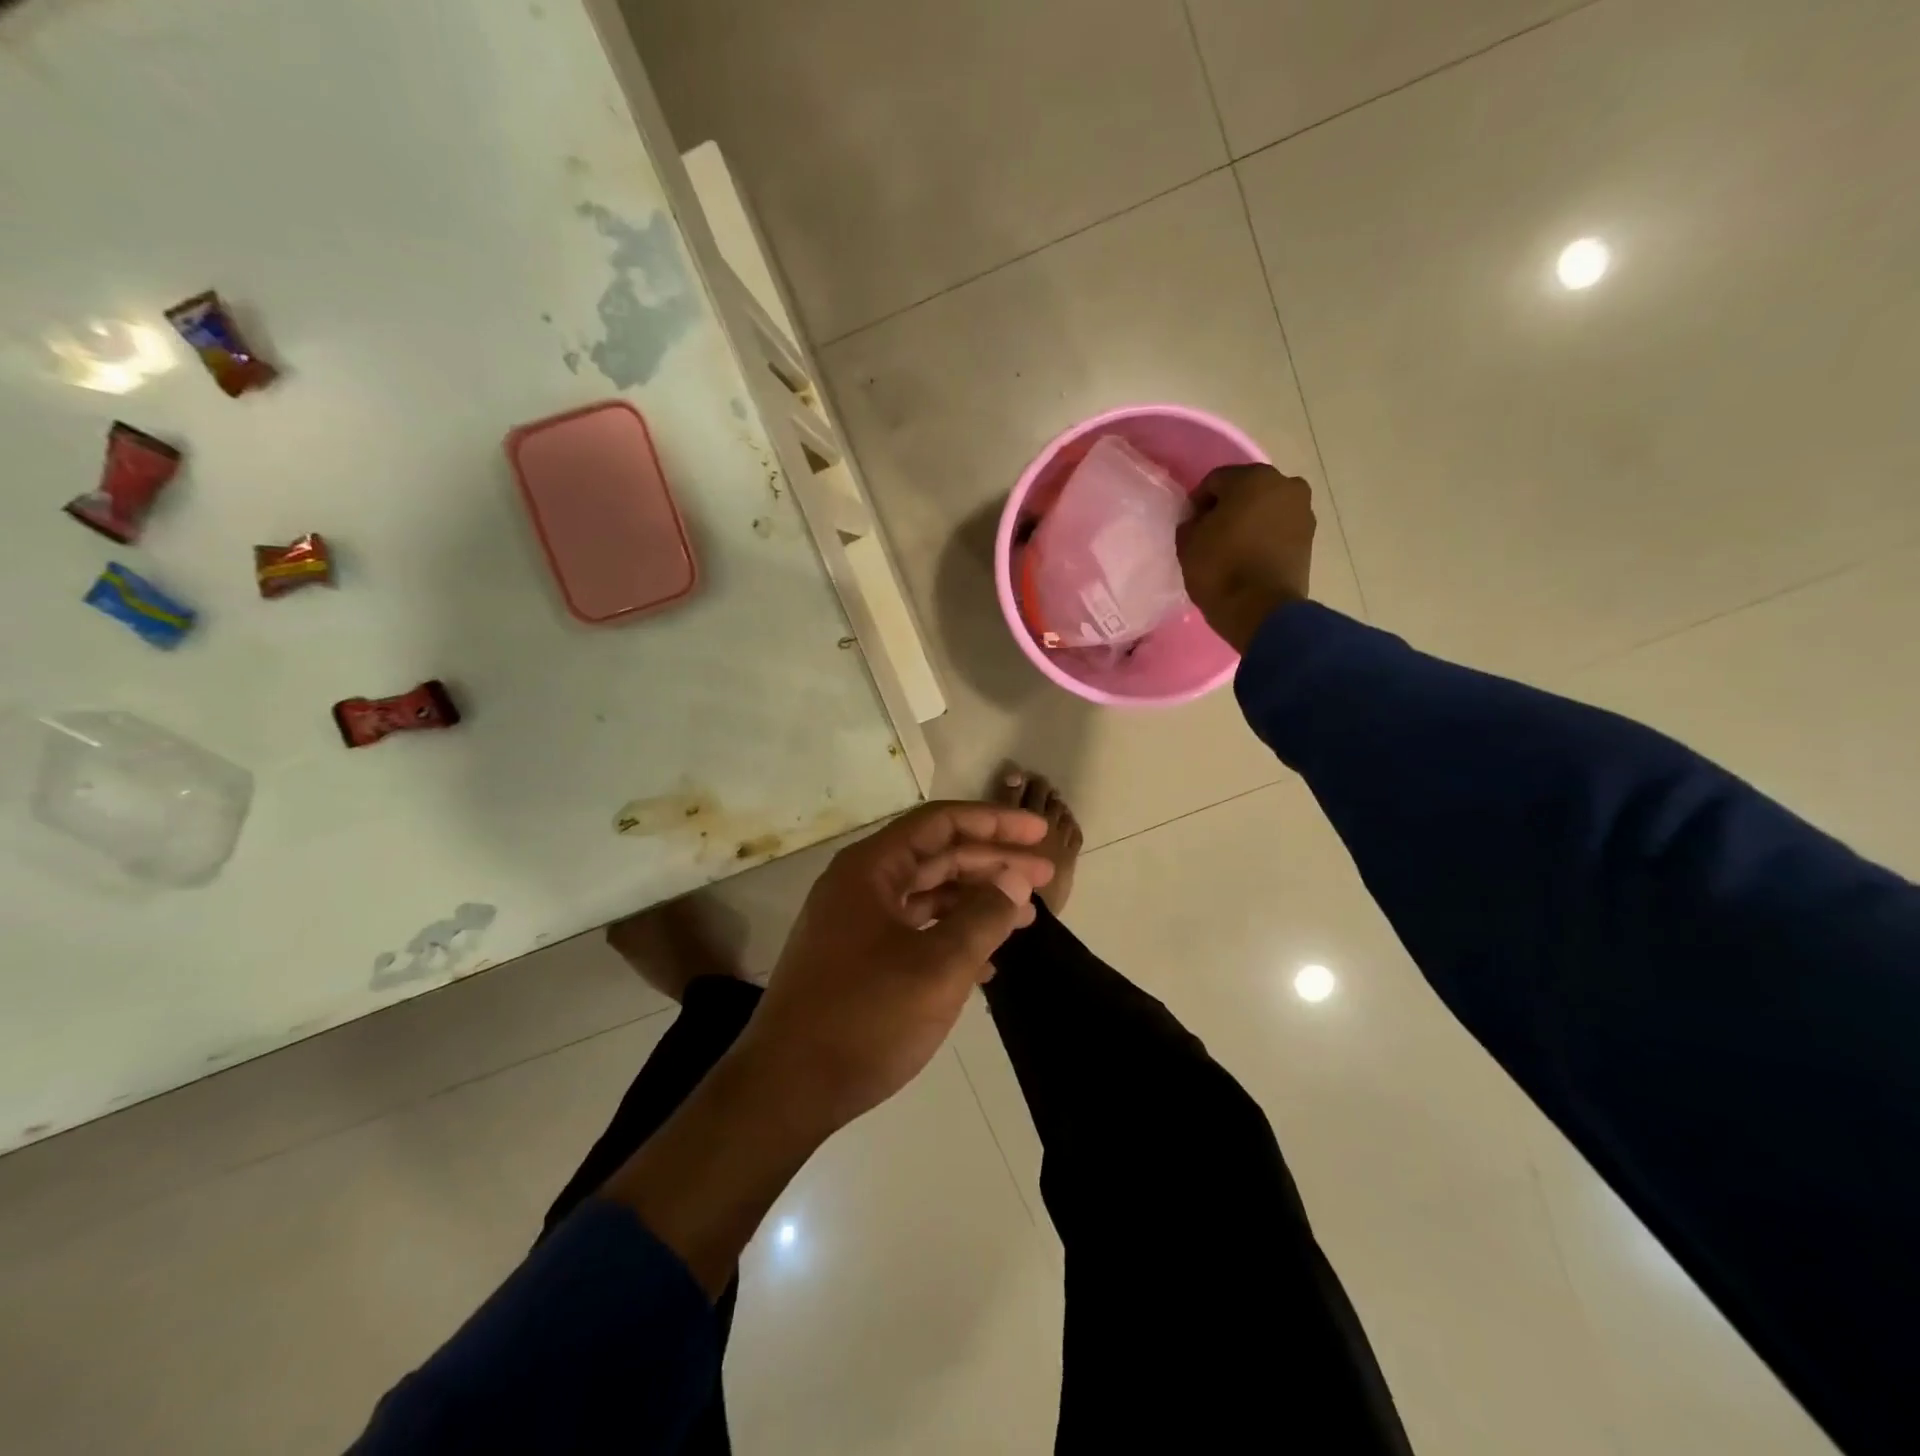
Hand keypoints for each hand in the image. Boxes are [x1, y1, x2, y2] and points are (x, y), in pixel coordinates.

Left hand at [736, 801, 1056, 1133]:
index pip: (940, 823)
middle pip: (937, 857)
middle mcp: (860, 885)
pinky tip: (988, 961)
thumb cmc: (865, 1019)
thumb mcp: (938, 967)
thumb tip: (1016, 879)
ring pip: (928, 895)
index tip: (1039, 833)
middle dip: (993, 864)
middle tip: (1046, 876)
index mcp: (870, 869)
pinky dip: (952, 936)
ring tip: (1025, 918)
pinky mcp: (857, 959)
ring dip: (976, 902)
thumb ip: (984, 917)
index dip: (994, 822)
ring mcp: (856, 923)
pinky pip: (914, 930)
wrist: (786, 1091)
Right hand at [1175, 464, 1315, 652]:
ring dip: (1249, 521)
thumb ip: (1192, 521)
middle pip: (1246, 491)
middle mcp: (1285, 485)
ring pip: (1266, 509)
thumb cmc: (1220, 568)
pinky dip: (1264, 536)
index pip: (1215, 481)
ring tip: (1232, 548)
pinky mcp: (1309, 538)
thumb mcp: (1188, 542)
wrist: (1260, 610)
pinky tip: (1249, 556)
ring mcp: (1302, 511)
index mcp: (1253, 478)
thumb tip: (1200, 521)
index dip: (1197, 502)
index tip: (1190, 526)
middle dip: (1228, 508)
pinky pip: (1278, 529)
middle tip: (1211, 534)